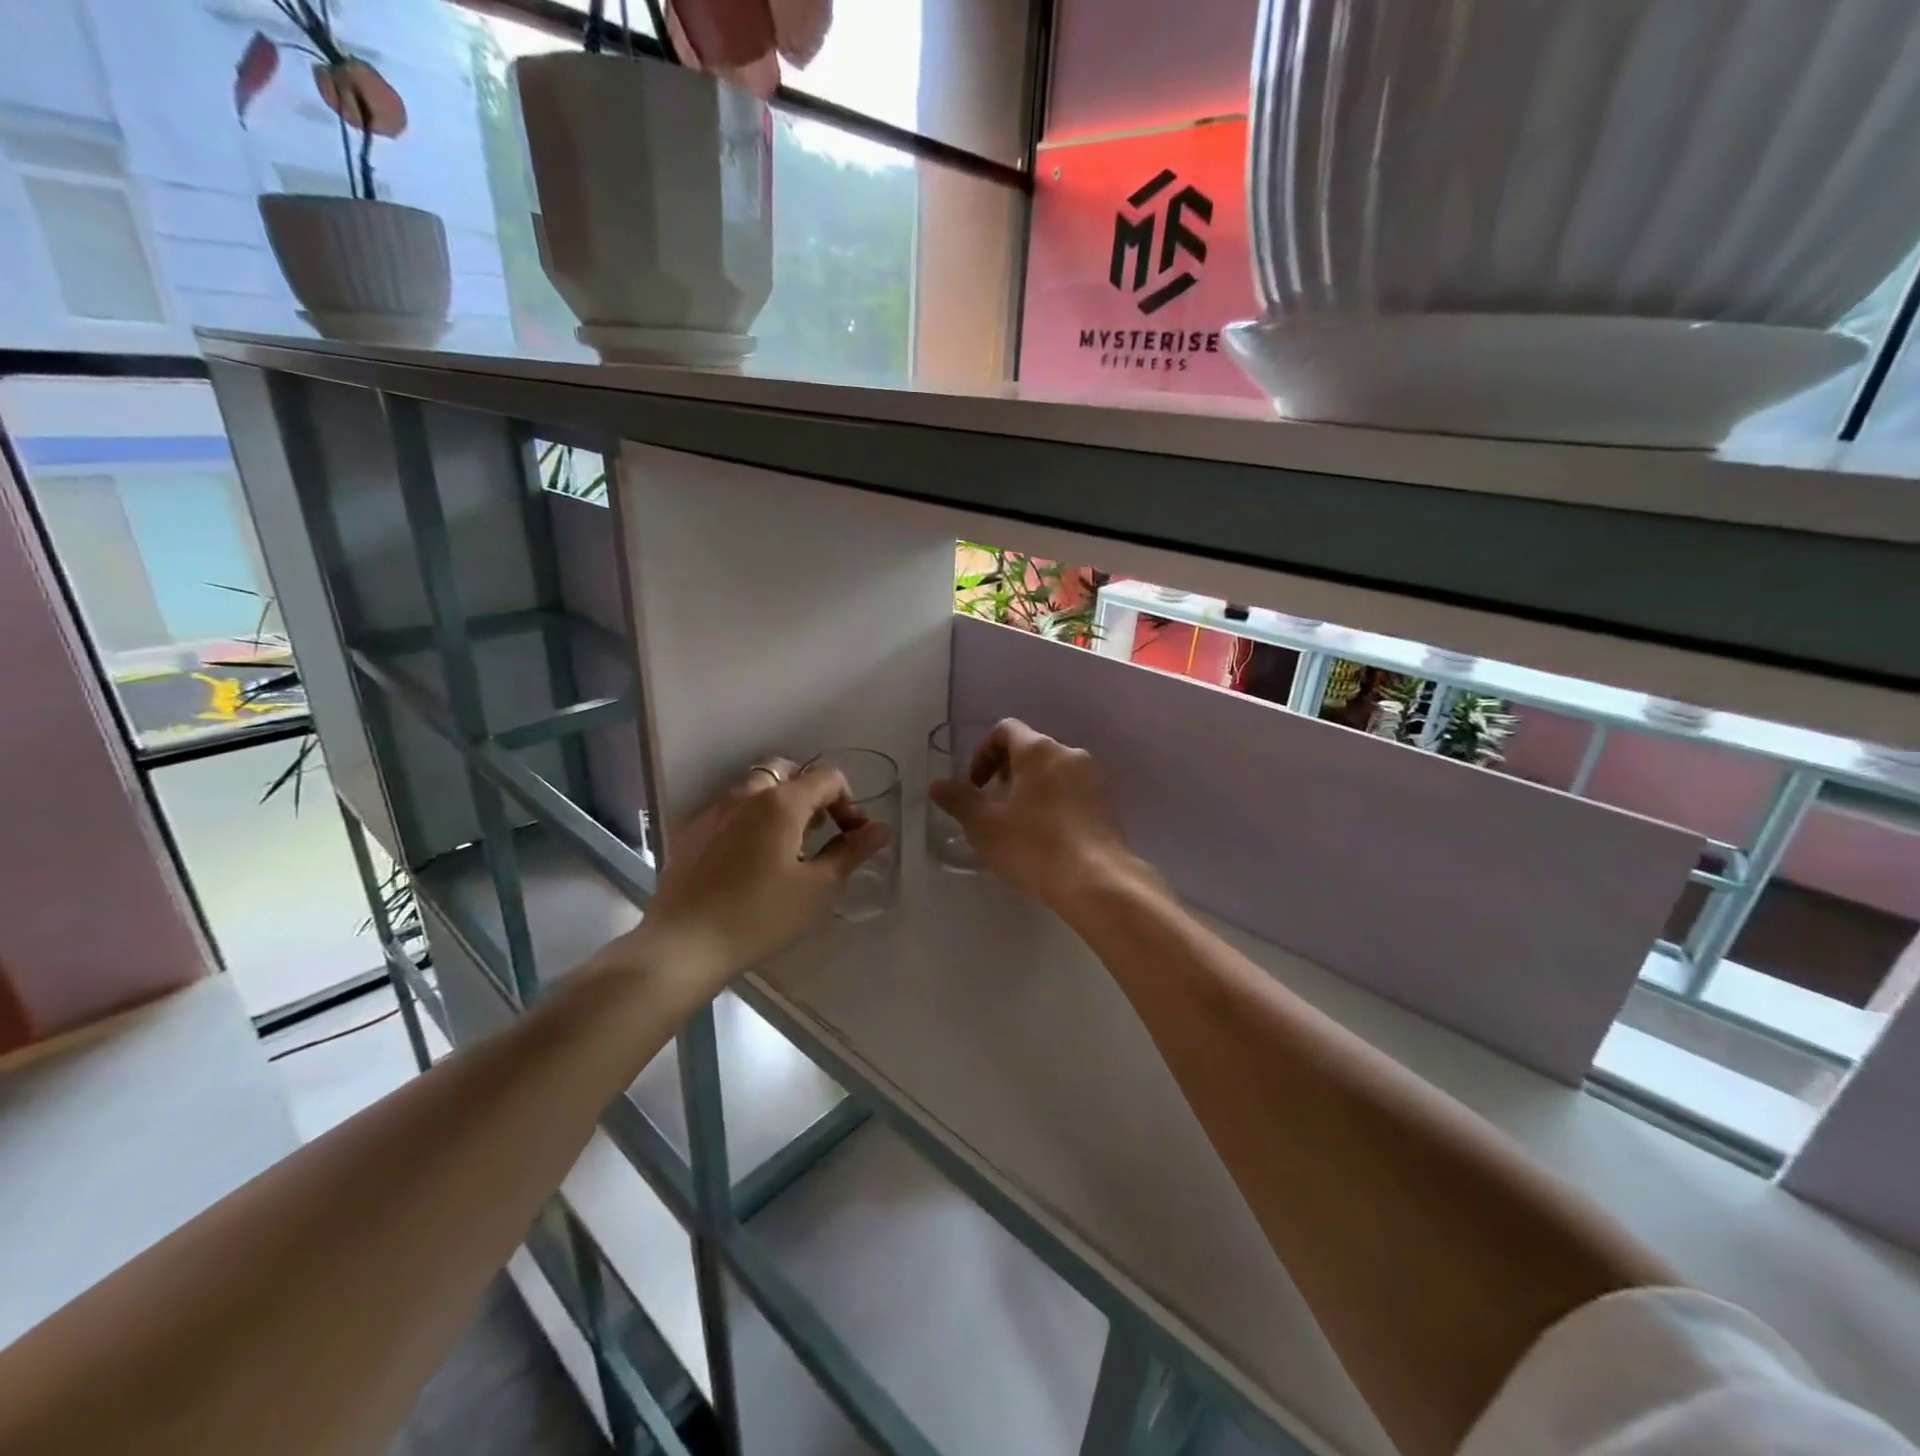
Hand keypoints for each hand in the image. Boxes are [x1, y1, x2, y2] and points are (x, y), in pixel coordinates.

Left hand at [636, 758, 888, 985]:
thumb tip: (880, 829)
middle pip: (787, 772)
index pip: (827, 778)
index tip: (853, 838)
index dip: (849, 803)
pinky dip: (750, 820)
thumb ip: (850, 852)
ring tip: (786, 849)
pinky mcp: (691, 832)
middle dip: (810, 795)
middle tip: (818, 833)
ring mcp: (713, 811)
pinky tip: (749, 861)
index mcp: (781, 802)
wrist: (683, 945)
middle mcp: (746, 794)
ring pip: (755, 789)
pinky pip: (730, 810)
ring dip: (779, 805)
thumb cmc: (760, 916)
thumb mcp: (817, 888)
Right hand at [928, 719, 1145, 909]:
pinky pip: (1073, 791)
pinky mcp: (1107, 804)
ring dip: (1031, 788)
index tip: (976, 786)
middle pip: (1031, 749)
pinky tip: (1046, 836)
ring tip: (1018, 823)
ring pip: (1053, 771)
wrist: (1096, 880)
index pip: (1005, 730)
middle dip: (1006, 771)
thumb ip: (958, 800)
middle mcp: (1069, 753)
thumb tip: (937, 784)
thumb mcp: (984, 825)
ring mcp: (1094, 778)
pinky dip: (1054, 802)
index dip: (983, 753)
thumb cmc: (1033, 845)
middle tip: (993, 806)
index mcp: (1039, 750)